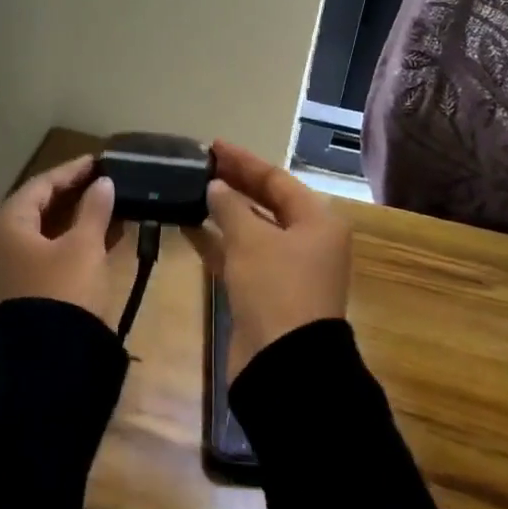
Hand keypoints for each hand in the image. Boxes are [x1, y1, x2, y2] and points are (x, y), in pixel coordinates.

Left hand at [0, 155, 117, 320]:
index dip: (71, 172)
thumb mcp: (84, 247)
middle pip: (36, 210)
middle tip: (102, 184)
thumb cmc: (64, 292)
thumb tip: (103, 184)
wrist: (48, 364)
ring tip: (107, 210)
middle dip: (72, 197)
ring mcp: (0, 272)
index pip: (40, 186)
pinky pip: (40, 258)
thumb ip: (94, 210)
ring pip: (40, 236)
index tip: (97, 162)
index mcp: (5, 225)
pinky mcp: (13, 295)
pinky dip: (66, 246)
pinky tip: (97, 242)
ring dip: (73, 222)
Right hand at [197, 140, 351, 376]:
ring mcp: (288, 268)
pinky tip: (190, 228)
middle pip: (267, 202)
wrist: (284, 363)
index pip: (277, 179)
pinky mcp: (267, 291)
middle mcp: (307, 240)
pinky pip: (241, 255)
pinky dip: (219, 241)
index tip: (212, 146)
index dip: (244, 161)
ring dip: (224, 212)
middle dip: (234, 183)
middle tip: (200, 166)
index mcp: (317, 221)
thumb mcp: (251, 240)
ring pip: (253, 229)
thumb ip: (230, 207)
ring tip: (191, 191)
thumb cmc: (276, 288)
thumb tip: (215, 187)